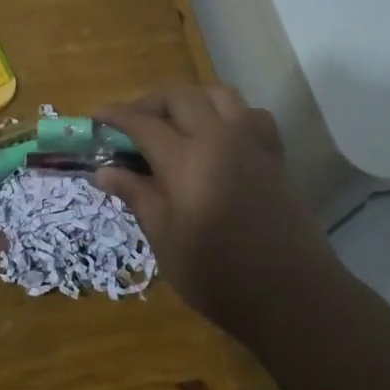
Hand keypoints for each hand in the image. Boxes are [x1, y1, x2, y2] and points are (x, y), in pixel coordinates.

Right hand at [92, 84, 334, 332]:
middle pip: (180, 96)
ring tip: (175, 121)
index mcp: (186, 160)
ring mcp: (251, 144)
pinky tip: (220, 135)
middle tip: (132, 124)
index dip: (117, 116)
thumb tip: (103, 171)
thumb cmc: (218, 275)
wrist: (291, 295)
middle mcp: (219, 139)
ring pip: (218, 93)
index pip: (143, 123)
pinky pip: (251, 114)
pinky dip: (230, 113)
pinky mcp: (274, 156)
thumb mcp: (165, 239)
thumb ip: (137, 196)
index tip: (97, 116)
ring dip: (191, 99)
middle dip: (150, 102)